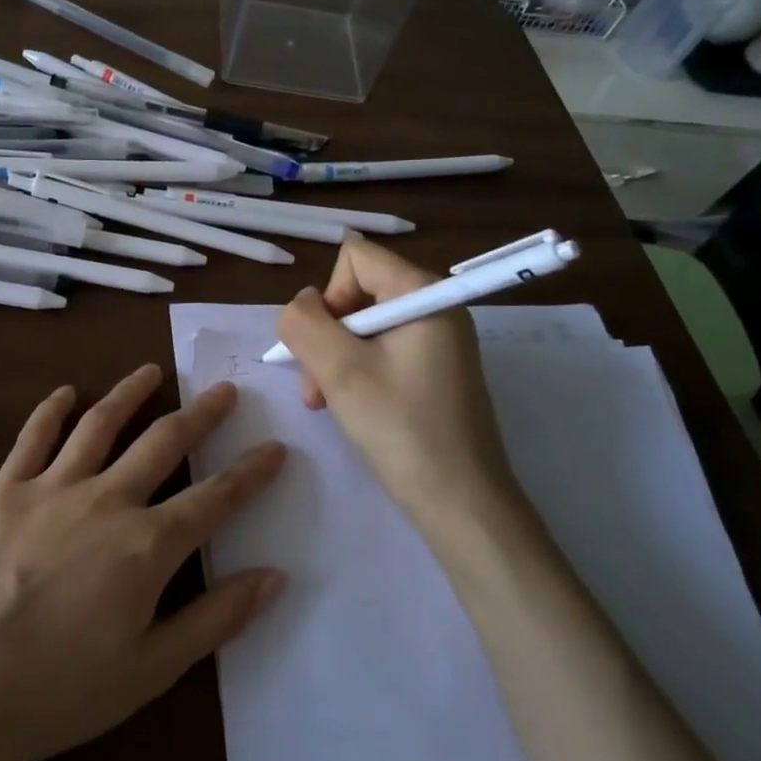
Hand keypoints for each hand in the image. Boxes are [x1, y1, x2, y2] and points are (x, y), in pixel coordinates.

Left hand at [0, 363, 285, 760]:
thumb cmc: (59, 694)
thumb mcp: (151, 670)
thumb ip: (216, 619)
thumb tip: (274, 576)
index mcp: (146, 547)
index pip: (215, 498)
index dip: (251, 472)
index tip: (275, 447)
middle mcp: (105, 501)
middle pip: (164, 443)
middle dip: (201, 415)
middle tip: (223, 390)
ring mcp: (50, 489)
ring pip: (100, 424)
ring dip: (130, 393)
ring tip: (153, 372)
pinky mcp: (4, 491)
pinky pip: (33, 437)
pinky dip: (52, 409)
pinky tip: (66, 391)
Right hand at [273, 236, 525, 530]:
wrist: (461, 503)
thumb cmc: (401, 430)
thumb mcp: (339, 371)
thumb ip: (305, 323)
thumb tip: (299, 305)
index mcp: (424, 294)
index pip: (356, 257)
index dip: (328, 295)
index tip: (326, 345)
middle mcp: (436, 308)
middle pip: (357, 292)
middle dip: (326, 334)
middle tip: (316, 385)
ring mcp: (438, 340)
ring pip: (363, 326)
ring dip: (334, 358)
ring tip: (324, 401)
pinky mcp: (435, 370)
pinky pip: (381, 351)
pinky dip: (355, 372)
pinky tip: (347, 406)